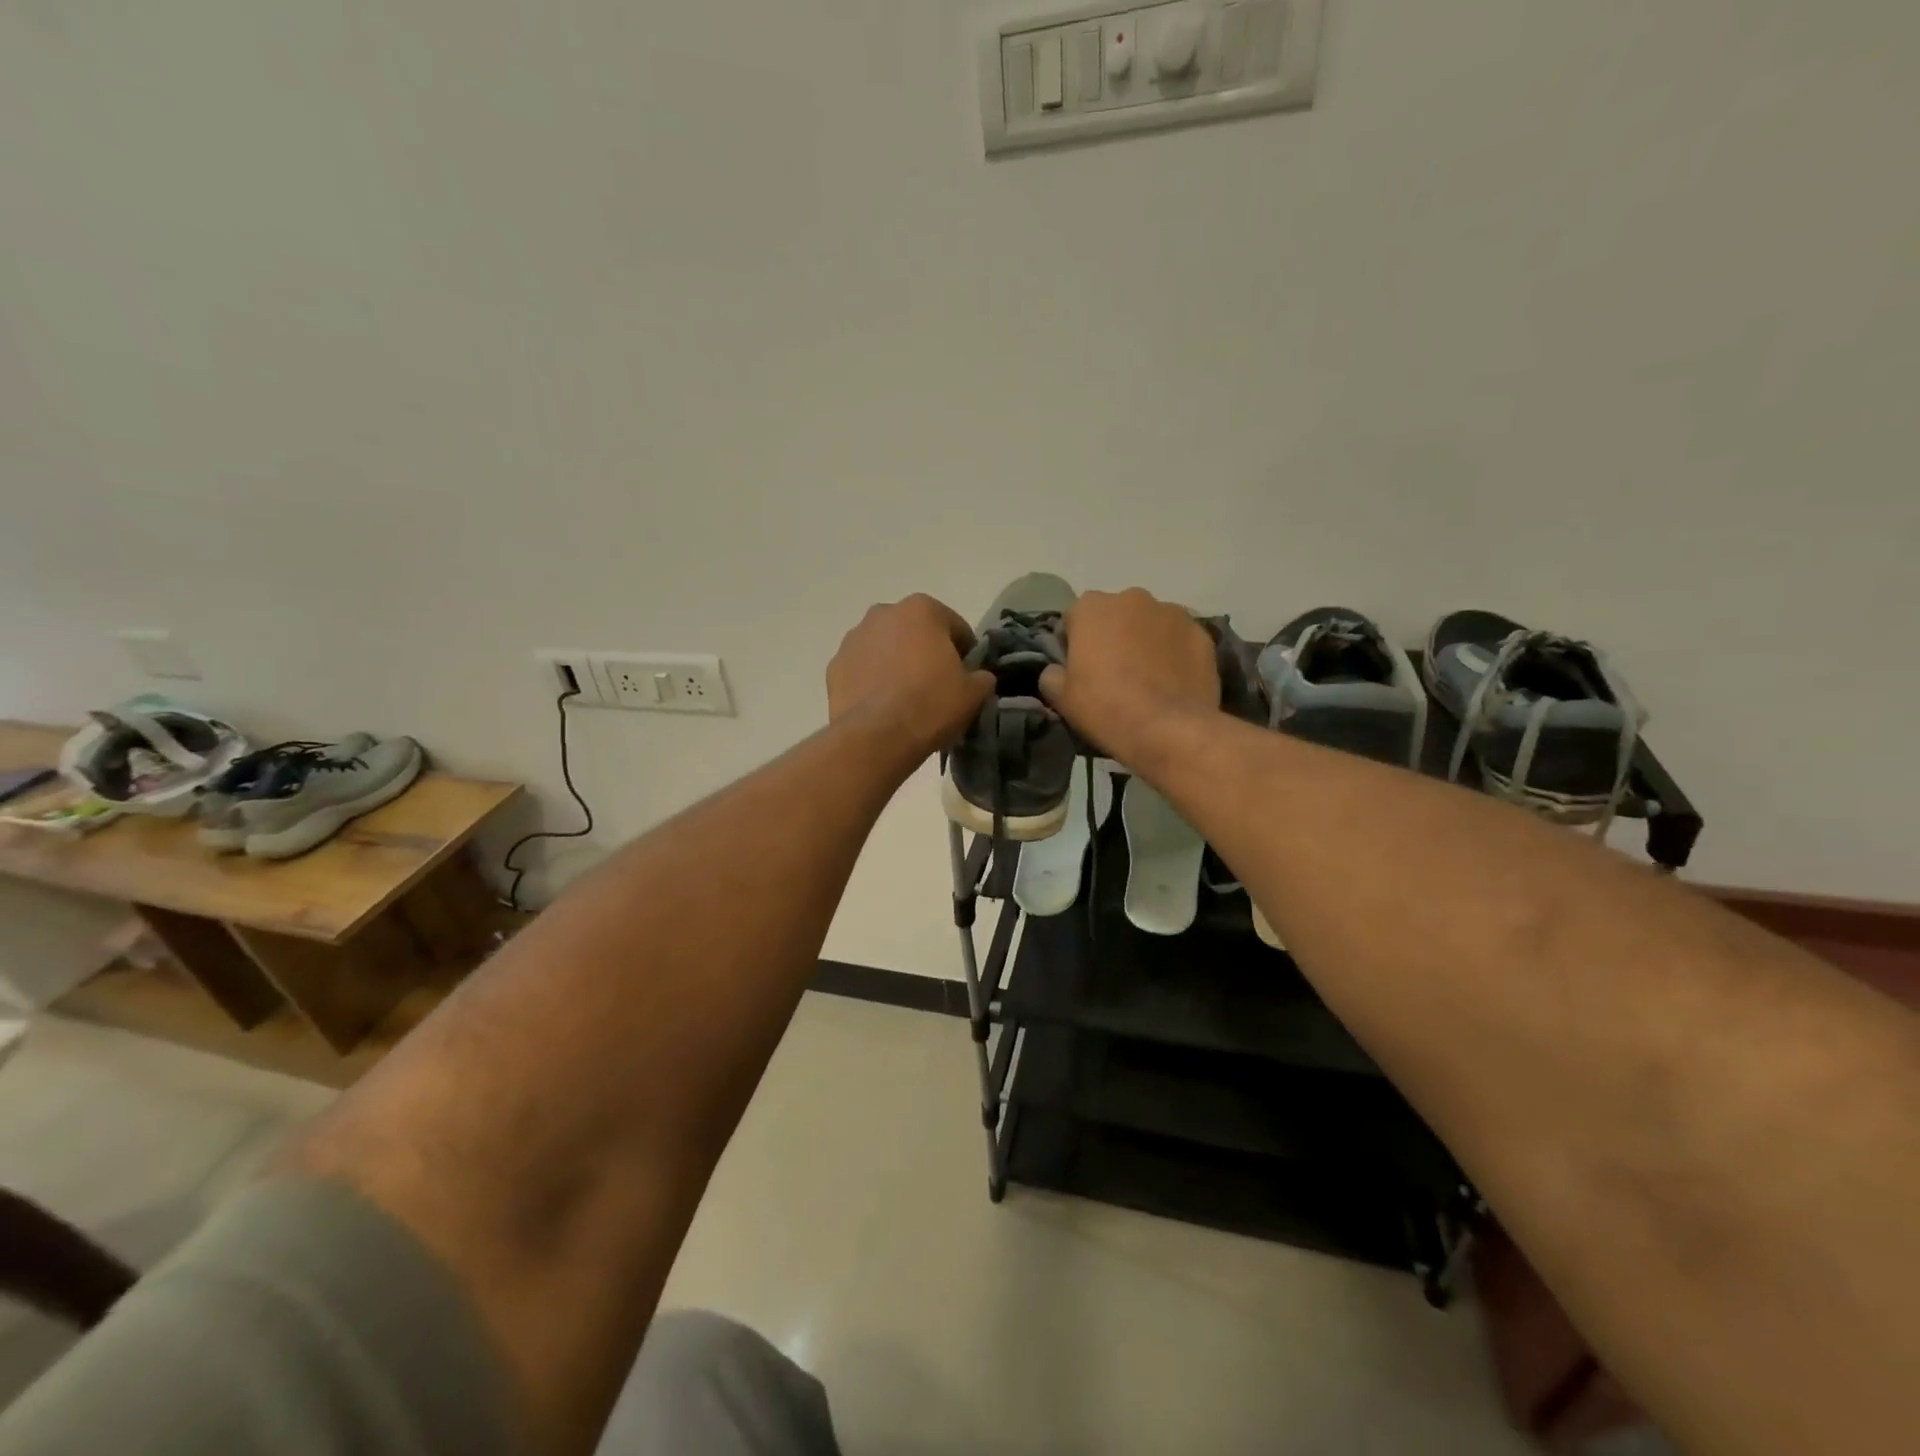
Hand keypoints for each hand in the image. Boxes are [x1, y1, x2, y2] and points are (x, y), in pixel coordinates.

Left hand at [828, 595, 993, 760]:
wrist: (877, 737)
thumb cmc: (931, 704)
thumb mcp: (973, 693)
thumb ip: (981, 677)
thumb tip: (977, 677)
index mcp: (921, 609)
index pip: (954, 627)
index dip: (965, 653)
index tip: (967, 676)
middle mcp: (883, 613)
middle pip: (915, 632)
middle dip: (925, 652)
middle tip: (936, 686)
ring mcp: (853, 639)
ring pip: (885, 648)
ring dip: (896, 664)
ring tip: (906, 698)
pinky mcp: (834, 666)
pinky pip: (863, 669)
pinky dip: (873, 681)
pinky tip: (882, 707)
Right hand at [1039, 588, 1217, 761]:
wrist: (1167, 729)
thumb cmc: (1105, 707)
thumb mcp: (1061, 697)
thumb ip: (1052, 674)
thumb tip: (1056, 671)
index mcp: (1092, 607)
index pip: (1074, 619)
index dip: (1074, 644)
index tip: (1079, 669)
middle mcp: (1133, 598)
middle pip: (1116, 615)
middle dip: (1114, 636)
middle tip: (1115, 673)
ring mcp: (1173, 613)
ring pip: (1151, 624)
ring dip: (1146, 642)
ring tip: (1148, 679)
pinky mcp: (1202, 634)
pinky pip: (1180, 640)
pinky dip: (1175, 654)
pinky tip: (1173, 683)